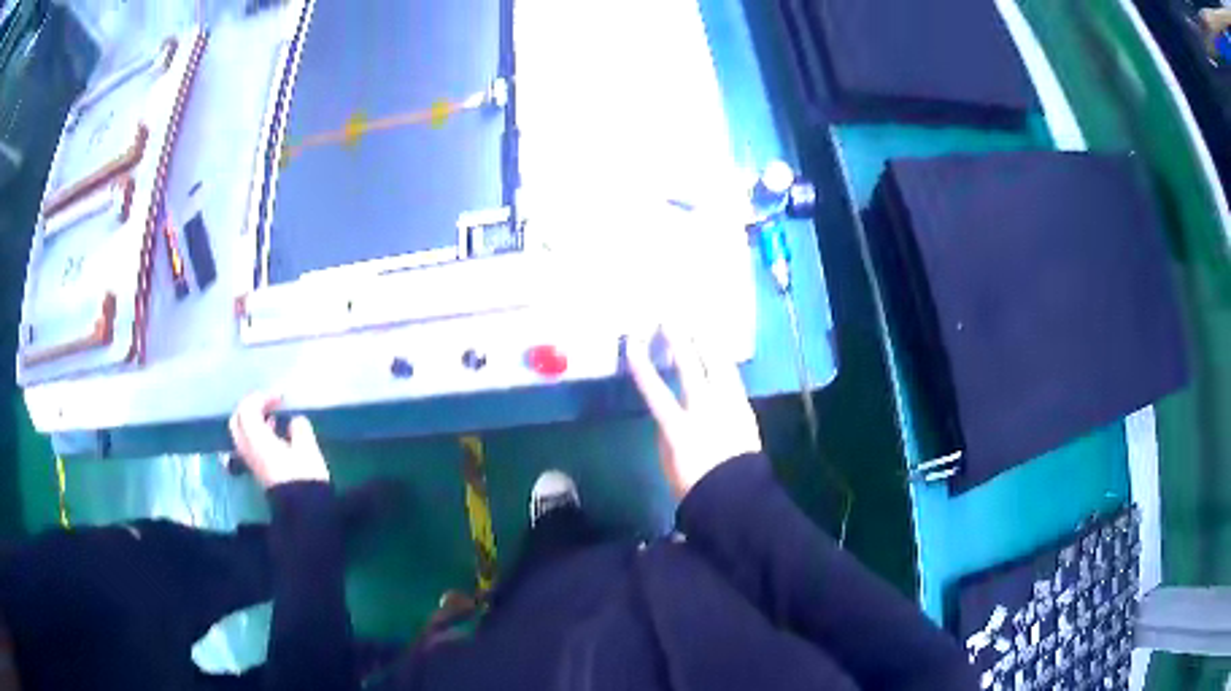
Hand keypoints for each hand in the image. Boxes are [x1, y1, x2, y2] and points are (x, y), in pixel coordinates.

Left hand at [228, 392, 329, 488]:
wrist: (304, 512)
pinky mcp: (258, 470)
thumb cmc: (305, 477)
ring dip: (254, 420)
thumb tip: (294, 421)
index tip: (281, 397)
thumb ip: (299, 428)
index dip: (262, 398)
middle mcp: (248, 448)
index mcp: (257, 439)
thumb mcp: (308, 448)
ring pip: (242, 433)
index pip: (247, 410)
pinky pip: (250, 444)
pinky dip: (258, 433)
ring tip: (273, 416)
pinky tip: (275, 433)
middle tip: (269, 402)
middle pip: (238, 420)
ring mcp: (251, 461)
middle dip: (251, 407)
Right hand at [626, 328, 762, 496]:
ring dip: (707, 345)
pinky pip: (733, 379)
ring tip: (700, 326)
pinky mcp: (745, 409)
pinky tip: (721, 356)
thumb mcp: (669, 460)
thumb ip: (668, 431)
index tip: (633, 342)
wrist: (735, 496)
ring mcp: (729, 408)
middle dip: (678, 341)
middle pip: (690, 369)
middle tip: (670, 319)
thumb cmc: (693, 484)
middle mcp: (705, 411)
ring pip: (719, 368)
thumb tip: (670, 411)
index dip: (642, 365)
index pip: (655, 390)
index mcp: (679, 428)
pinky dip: (724, 364)